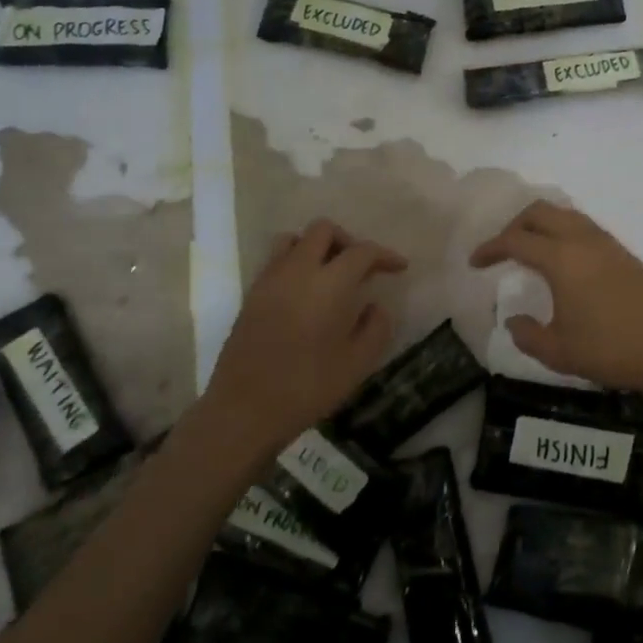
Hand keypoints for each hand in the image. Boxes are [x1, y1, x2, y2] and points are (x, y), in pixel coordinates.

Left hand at [200, 220, 405, 454]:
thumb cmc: (306, 388)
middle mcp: (296, 271)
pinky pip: (276, 261)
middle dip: (348, 241)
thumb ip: (376, 328)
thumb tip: (376, 306)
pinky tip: (306, 294)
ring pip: (294, 239)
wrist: (243, 412)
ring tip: (331, 275)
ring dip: (317, 247)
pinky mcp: (251, 295)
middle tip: (362, 268)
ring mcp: (269, 280)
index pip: (361, 251)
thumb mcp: (357, 364)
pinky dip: (296, 264)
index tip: (399, 267)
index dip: (384, 255)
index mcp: (328, 284)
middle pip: (323, 230)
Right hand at [469, 201, 642, 397]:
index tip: (475, 263)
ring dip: (541, 225)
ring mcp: (607, 243)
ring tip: (530, 250)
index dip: (490, 248)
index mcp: (561, 258)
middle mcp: (582, 240)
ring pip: (565, 214)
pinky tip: (563, 261)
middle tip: (502, 250)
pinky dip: (563, 232)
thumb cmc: (611, 350)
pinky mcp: (624, 253)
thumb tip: (513, 320)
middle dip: (514, 225)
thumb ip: (527, 334)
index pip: (515, 240)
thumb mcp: (558, 351)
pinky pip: (584, 227)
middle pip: (540, 212)